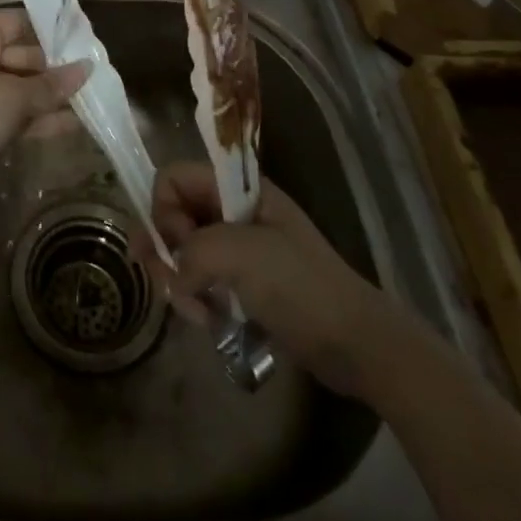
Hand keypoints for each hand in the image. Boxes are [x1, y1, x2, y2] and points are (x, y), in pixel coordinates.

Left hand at [0, 8, 89, 213]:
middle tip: (99, 80)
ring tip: (94, 105)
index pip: (22, 22)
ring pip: (19, 87)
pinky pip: (10, 113)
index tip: (90, 46)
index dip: (55, 34)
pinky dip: (35, 119)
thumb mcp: (11, 98)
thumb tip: (86, 68)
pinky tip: (71, 126)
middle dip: (57, 71)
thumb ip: (50, 85)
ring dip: (50, 98)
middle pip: (23, 55)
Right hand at [143, 162, 397, 396]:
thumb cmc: (300, 286)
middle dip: (164, 249)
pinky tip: (208, 321)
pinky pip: (200, 280)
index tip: (176, 244)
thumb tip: (173, 274)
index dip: (164, 208)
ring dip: (178, 280)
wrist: (356, 343)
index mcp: (237, 190)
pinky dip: (195, 298)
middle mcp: (232, 211)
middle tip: (168, 283)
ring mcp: (237, 248)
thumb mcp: (240, 254)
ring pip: (183, 251)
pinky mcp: (241, 283)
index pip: (174, 177)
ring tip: (195, 311)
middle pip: (174, 214)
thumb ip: (191, 251)